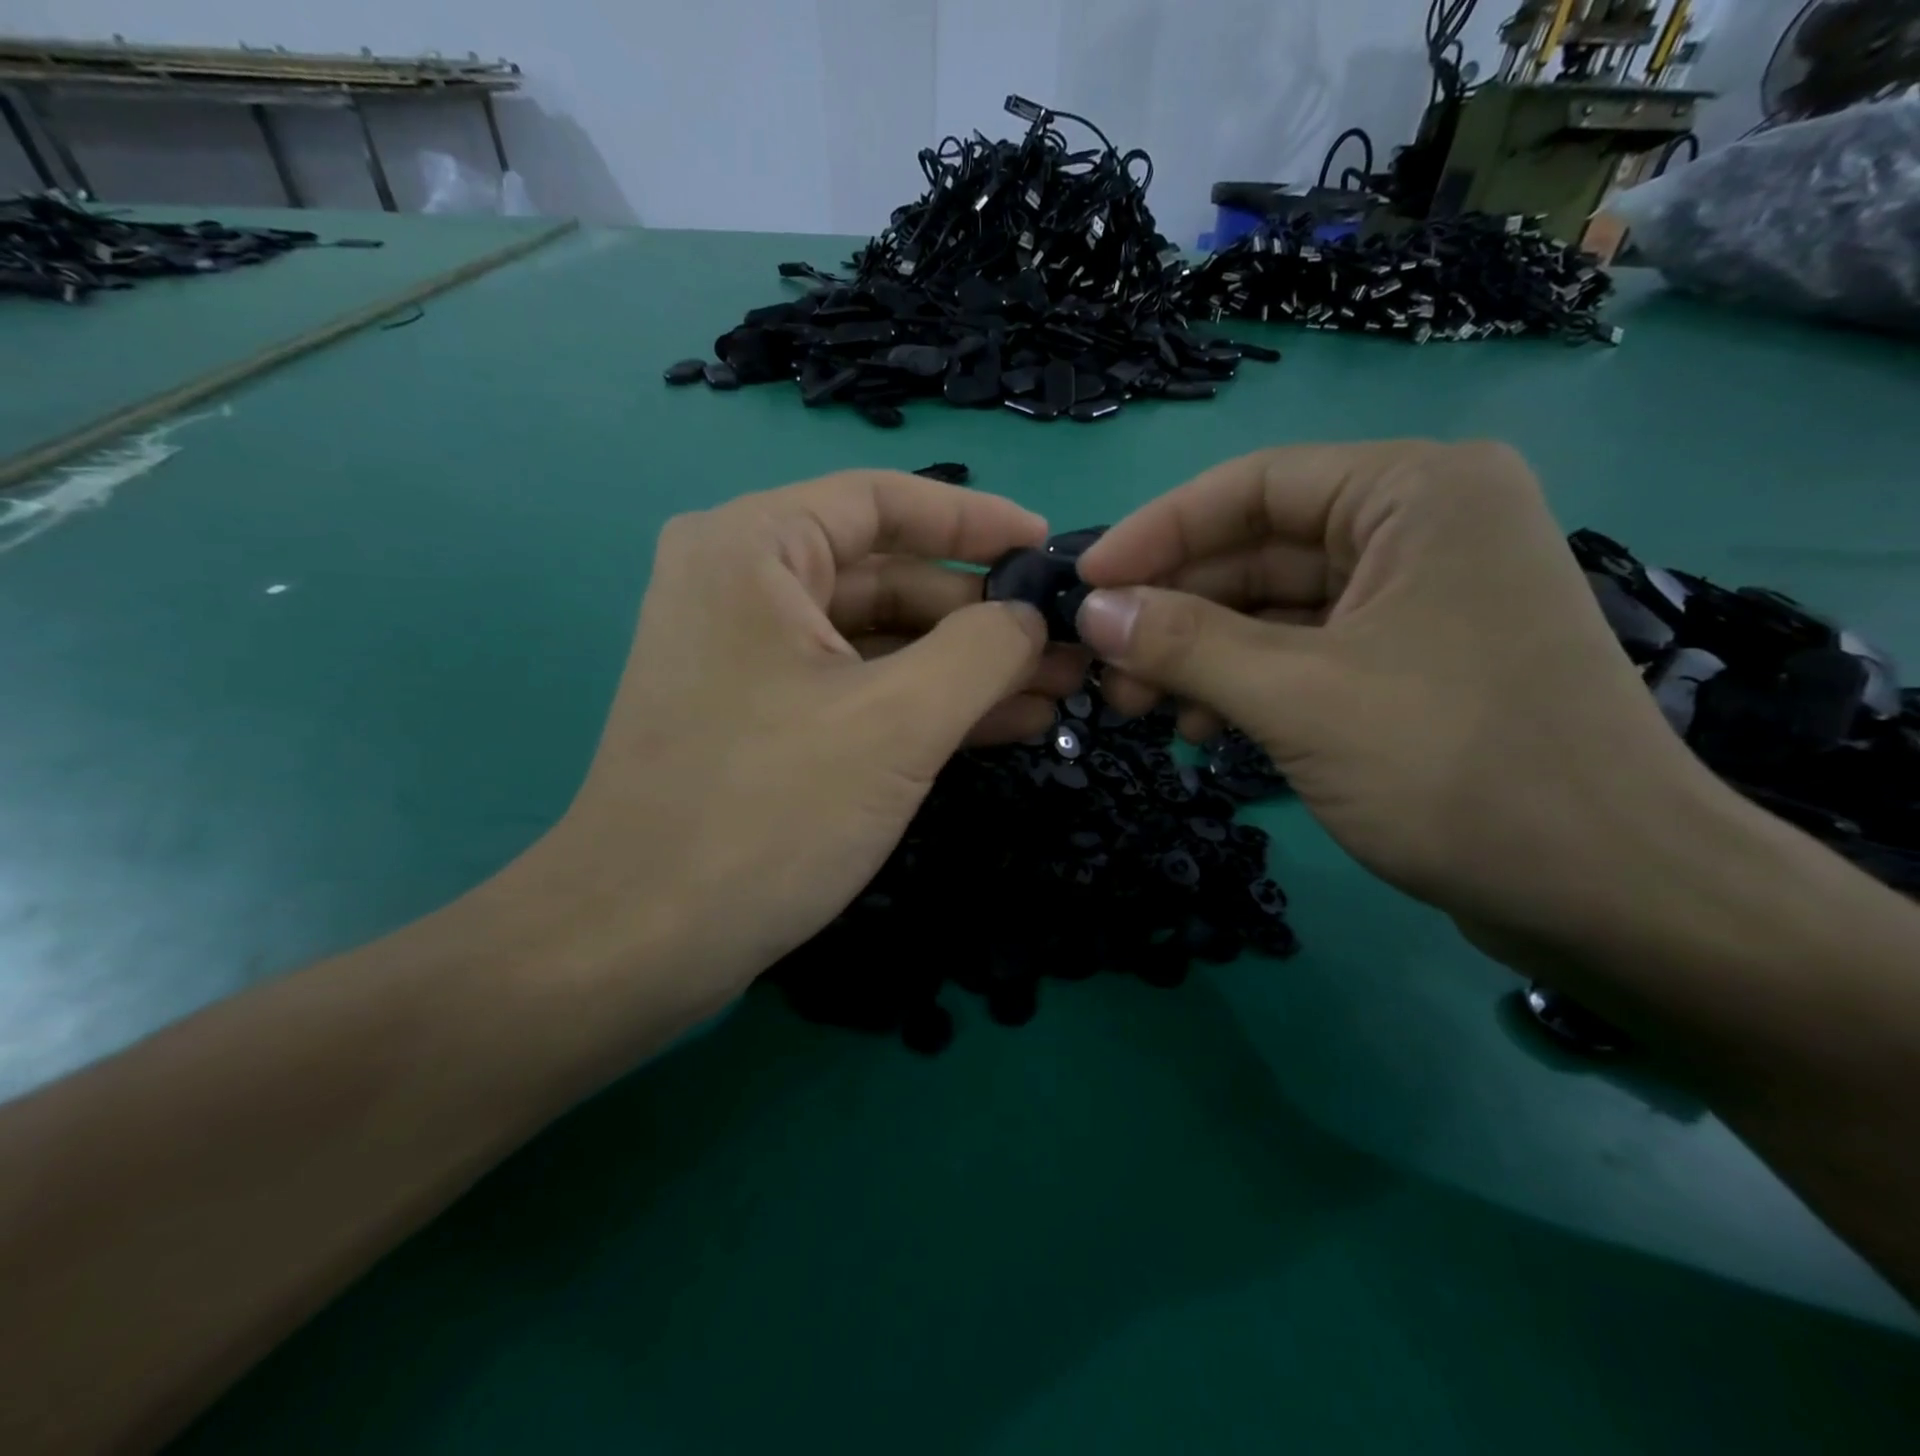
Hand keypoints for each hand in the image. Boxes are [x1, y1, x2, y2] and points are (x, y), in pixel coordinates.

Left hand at [508, 470, 1084, 1022]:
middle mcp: (744, 586)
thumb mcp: (897, 722)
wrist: (641, 941)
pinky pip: (859, 689)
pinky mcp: (764, 719)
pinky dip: (927, 704)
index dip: (975, 519)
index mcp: (755, 550)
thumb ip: (981, 651)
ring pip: (880, 640)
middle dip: (982, 614)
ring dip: (966, 666)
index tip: (1047, 546)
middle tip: (1067, 644)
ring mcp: (751, 658)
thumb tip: (1029, 616)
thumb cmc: (768, 811)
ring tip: (1056, 689)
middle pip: (888, 576)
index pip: (883, 501)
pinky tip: (1006, 723)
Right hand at [1072, 442, 1711, 942]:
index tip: (1086, 584)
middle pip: (1257, 550)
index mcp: (1416, 493)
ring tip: (1138, 707)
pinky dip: (1243, 685)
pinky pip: (1301, 653)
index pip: (1253, 485)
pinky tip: (1200, 730)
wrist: (1609, 895)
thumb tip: (1090, 611)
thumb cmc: (1456, 768)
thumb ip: (1184, 643)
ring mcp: (1416, 600)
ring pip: (1273, 609)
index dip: (1157, 532)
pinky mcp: (1409, 663)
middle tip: (1103, 665)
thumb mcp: (1298, 697)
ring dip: (1199, 655)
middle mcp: (1421, 528)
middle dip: (1173, 610)